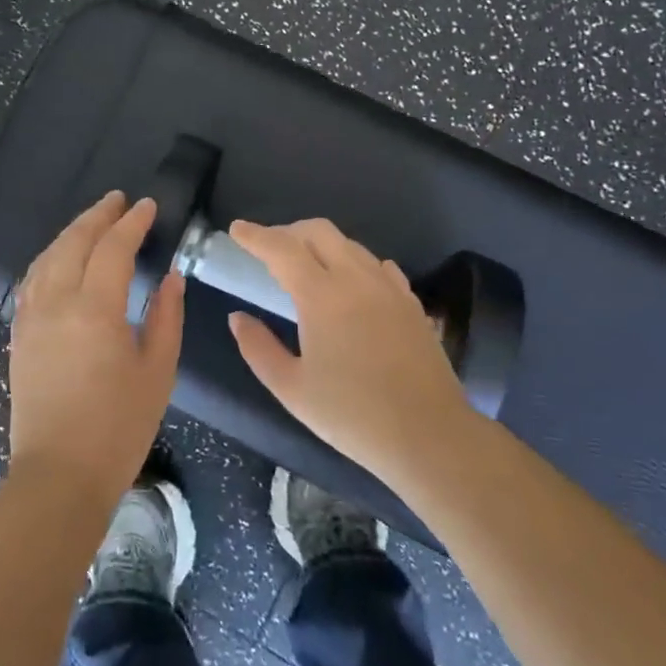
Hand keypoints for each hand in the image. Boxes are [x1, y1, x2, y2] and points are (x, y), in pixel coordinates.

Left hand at [7, 192, 184, 507]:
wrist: (58, 475)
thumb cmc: (118, 427)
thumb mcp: (157, 371)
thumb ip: (166, 316)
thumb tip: (170, 277)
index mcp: (95, 309)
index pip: (113, 248)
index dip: (132, 223)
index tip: (148, 206)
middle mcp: (56, 302)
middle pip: (74, 242)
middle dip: (98, 216)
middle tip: (119, 200)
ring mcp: (31, 318)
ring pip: (47, 257)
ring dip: (71, 232)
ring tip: (92, 221)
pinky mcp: (18, 335)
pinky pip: (31, 280)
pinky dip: (49, 257)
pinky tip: (59, 258)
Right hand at [226, 218, 474, 487]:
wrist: (429, 436)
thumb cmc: (352, 415)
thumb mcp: (291, 389)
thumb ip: (258, 348)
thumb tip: (238, 318)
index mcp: (322, 296)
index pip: (282, 249)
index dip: (256, 235)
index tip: (237, 229)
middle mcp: (357, 279)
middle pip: (319, 232)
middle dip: (289, 232)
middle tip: (268, 248)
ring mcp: (389, 288)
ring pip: (351, 245)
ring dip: (322, 245)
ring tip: (306, 267)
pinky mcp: (411, 303)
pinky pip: (377, 266)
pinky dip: (354, 263)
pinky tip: (350, 285)